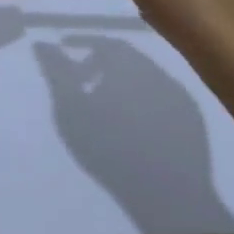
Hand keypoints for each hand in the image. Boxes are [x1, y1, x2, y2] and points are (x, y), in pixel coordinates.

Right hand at [34, 35, 226, 233]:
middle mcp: (159, 70)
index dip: (84, 42)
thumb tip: (43, 45)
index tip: (66, 49)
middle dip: (100, 64)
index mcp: (132, 65)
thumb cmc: (111, 149)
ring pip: (143, 76)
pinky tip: (130, 124)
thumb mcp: (72, 112)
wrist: (164, 191)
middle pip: (125, 56)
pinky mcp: (190, 117)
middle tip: (80, 82)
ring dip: (120, 82)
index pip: (106, 41)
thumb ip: (58, 75)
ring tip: (102, 106)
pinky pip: (160, 97)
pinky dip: (141, 100)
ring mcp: (178, 94)